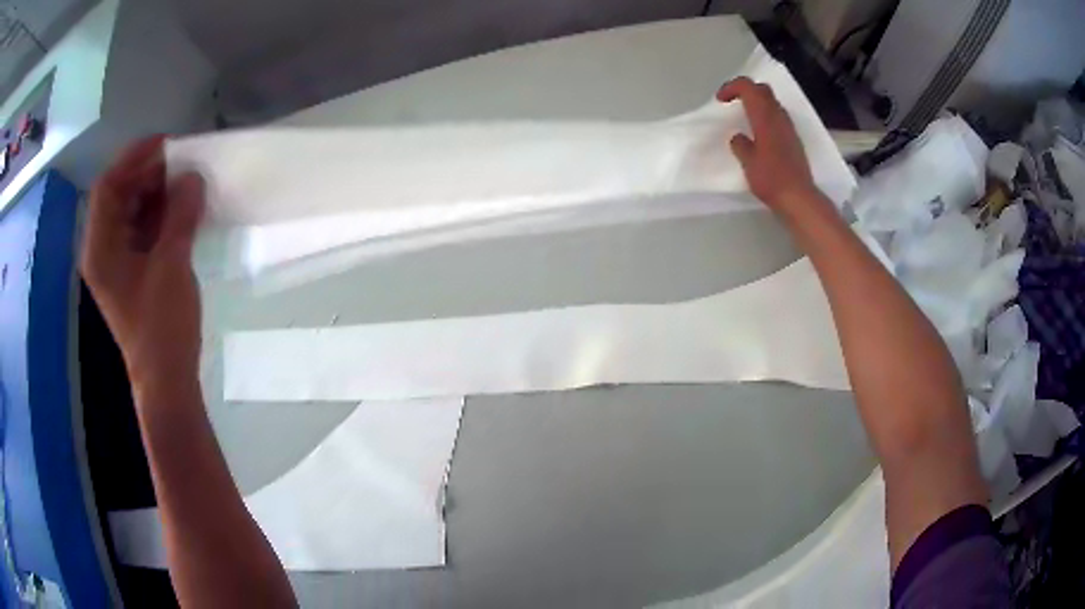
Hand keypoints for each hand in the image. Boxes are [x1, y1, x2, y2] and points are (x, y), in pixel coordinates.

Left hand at [81, 136, 205, 393]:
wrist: (166, 379)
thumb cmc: (161, 328)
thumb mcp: (171, 267)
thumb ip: (180, 216)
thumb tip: (193, 177)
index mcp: (100, 249)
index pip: (108, 188)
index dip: (133, 158)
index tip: (166, 144)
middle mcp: (103, 250)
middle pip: (119, 196)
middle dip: (148, 175)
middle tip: (181, 163)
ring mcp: (117, 262)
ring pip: (131, 211)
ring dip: (156, 193)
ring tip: (185, 182)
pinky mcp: (131, 270)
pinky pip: (141, 229)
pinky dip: (159, 214)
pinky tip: (181, 208)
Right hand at [717, 77, 821, 213]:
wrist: (799, 197)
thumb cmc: (771, 179)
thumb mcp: (747, 162)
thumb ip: (740, 145)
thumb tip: (739, 138)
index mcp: (764, 117)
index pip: (748, 87)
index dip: (731, 87)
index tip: (720, 100)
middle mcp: (778, 117)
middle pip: (763, 90)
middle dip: (746, 90)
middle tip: (733, 102)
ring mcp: (789, 128)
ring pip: (772, 103)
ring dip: (757, 103)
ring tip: (745, 117)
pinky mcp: (794, 139)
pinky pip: (778, 117)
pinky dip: (766, 116)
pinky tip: (760, 133)